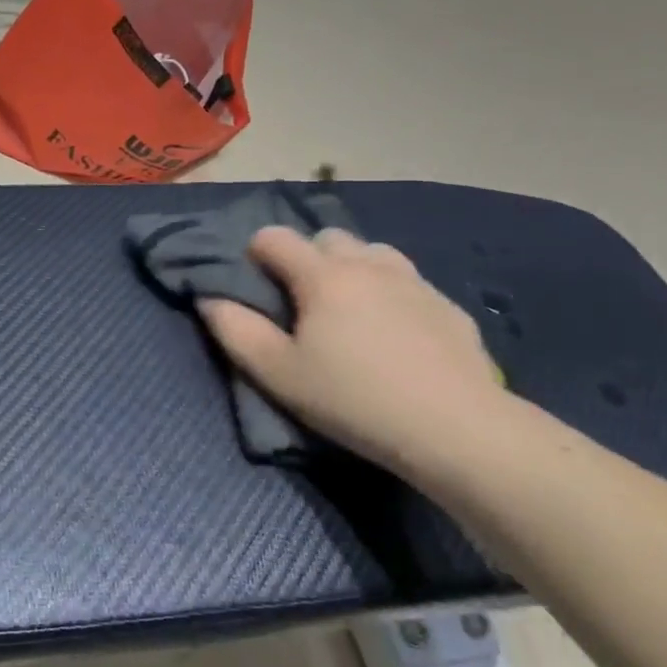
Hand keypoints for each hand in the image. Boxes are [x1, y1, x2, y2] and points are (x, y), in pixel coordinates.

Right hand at [199, 227, 506, 477]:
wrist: (455, 429)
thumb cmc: (352, 400)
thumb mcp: (277, 374)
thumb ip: (235, 330)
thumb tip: (210, 298)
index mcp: (323, 275)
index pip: (274, 237)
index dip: (255, 254)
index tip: (255, 287)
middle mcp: (368, 263)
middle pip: (326, 237)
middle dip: (306, 257)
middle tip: (302, 303)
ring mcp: (414, 281)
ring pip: (371, 252)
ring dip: (351, 268)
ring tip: (348, 310)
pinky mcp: (447, 305)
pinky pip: (407, 281)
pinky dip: (389, 292)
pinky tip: (394, 333)